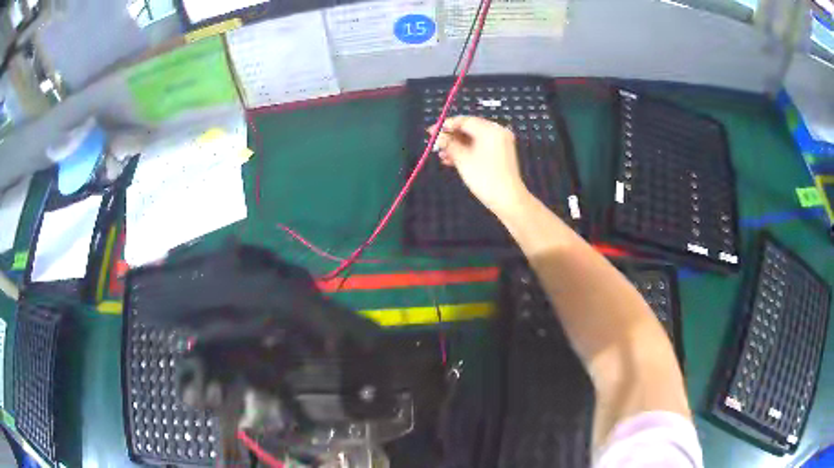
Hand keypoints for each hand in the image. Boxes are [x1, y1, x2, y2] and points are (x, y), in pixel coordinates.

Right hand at [428, 116, 529, 217]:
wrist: (508, 200)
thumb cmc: (485, 178)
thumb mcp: (462, 159)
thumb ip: (448, 144)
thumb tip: (437, 135)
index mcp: (490, 129)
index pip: (464, 121)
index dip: (446, 125)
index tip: (431, 131)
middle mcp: (497, 132)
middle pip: (469, 129)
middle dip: (451, 137)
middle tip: (435, 143)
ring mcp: (500, 143)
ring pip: (473, 139)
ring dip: (456, 146)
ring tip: (441, 155)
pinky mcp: (500, 154)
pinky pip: (480, 147)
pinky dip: (467, 151)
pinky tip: (452, 160)